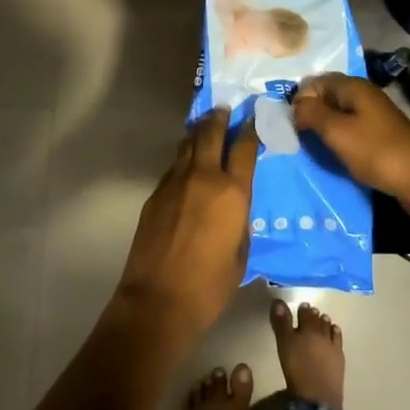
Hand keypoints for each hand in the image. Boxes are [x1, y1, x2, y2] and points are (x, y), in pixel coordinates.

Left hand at [111, 109, 258, 342]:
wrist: (158, 300)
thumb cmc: (210, 286)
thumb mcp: (240, 253)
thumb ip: (240, 221)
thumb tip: (235, 206)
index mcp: (232, 193)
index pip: (243, 148)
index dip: (249, 129)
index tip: (252, 118)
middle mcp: (204, 177)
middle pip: (211, 133)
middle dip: (219, 118)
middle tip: (224, 110)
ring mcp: (176, 182)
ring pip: (188, 145)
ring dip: (198, 133)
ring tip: (205, 129)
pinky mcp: (156, 194)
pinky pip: (174, 167)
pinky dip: (184, 160)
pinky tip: (187, 167)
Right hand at [292, 73, 409, 204]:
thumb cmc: (378, 151)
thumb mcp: (337, 132)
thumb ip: (311, 114)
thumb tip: (294, 106)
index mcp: (353, 87)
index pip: (315, 82)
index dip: (299, 99)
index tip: (288, 124)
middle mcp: (363, 96)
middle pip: (327, 98)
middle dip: (309, 115)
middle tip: (294, 137)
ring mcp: (374, 117)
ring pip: (339, 117)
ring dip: (324, 131)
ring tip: (310, 148)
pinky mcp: (380, 138)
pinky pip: (351, 133)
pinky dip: (339, 143)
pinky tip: (333, 157)